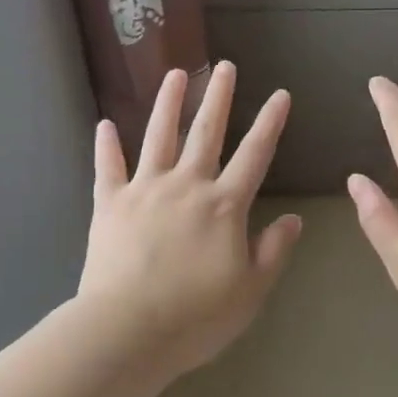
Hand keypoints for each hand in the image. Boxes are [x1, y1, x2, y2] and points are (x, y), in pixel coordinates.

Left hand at [76, 61, 303, 374]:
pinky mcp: (109, 203)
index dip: (270, 122)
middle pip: (205, 132)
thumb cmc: (196, 317)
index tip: (280, 93)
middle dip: (218, 96)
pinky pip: (107, 167)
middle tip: (224, 66)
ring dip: (168, 103)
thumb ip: (273, 251)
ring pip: (158, 136)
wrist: (127, 330)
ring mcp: (144, 190)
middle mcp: (186, 185)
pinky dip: (106, 145)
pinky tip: (104, 124)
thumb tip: (293, 219)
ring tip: (175, 73)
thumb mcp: (250, 291)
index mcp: (223, 205)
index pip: (254, 154)